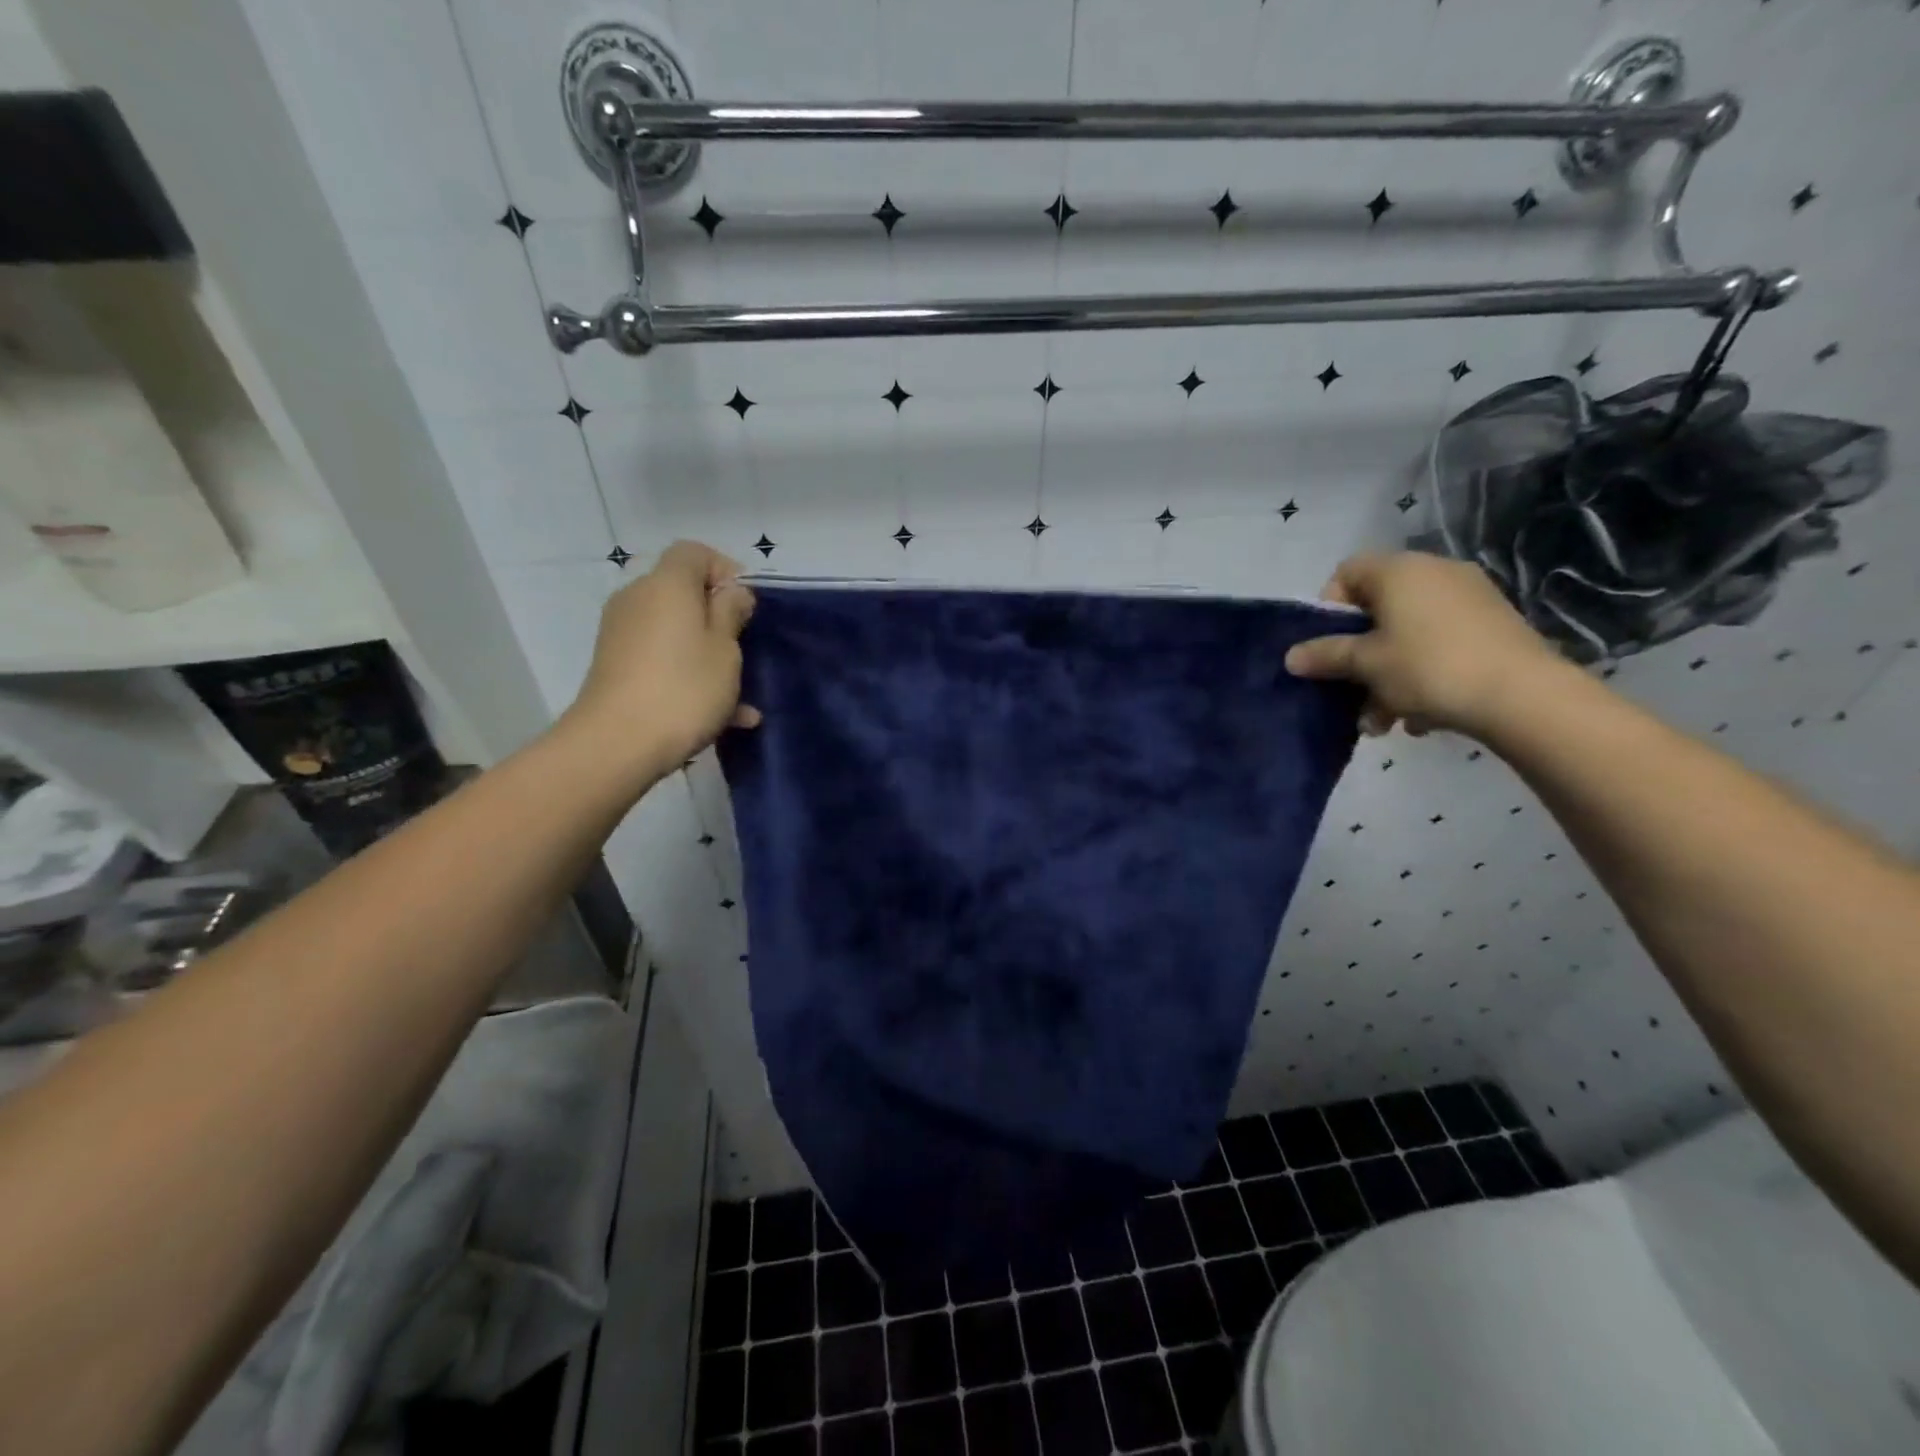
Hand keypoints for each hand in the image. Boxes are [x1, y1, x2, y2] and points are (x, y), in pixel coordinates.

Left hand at [562, 541, 759, 782]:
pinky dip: (688, 675)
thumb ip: (731, 612)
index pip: (694, 553)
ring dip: (707, 653)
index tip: (746, 606)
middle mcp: (638, 599)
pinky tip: (725, 717)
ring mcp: (622, 634)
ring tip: (741, 695)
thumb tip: (731, 591)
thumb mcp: (725, 648)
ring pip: (675, 632)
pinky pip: (662, 659)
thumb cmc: (684, 688)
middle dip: (717, 616)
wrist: (618, 743)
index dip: (725, 570)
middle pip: (682, 592)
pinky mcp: (615, 667)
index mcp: (667, 584)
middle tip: (744, 648)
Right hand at [1285, 552, 1564, 739]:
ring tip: (1384, 721)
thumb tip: (1291, 656)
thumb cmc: (1428, 668)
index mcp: (1399, 570)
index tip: (1327, 647)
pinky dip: (1422, 674)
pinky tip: (1421, 716)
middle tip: (1351, 693)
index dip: (1328, 609)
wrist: (1523, 695)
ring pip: (1407, 634)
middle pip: (1377, 609)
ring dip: (1387, 675)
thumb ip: (1325, 656)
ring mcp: (1469, 597)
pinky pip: (1439, 644)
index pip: (1346, 573)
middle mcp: (1434, 572)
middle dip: (1358, 655)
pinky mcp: (1492, 625)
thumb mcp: (1366, 665)